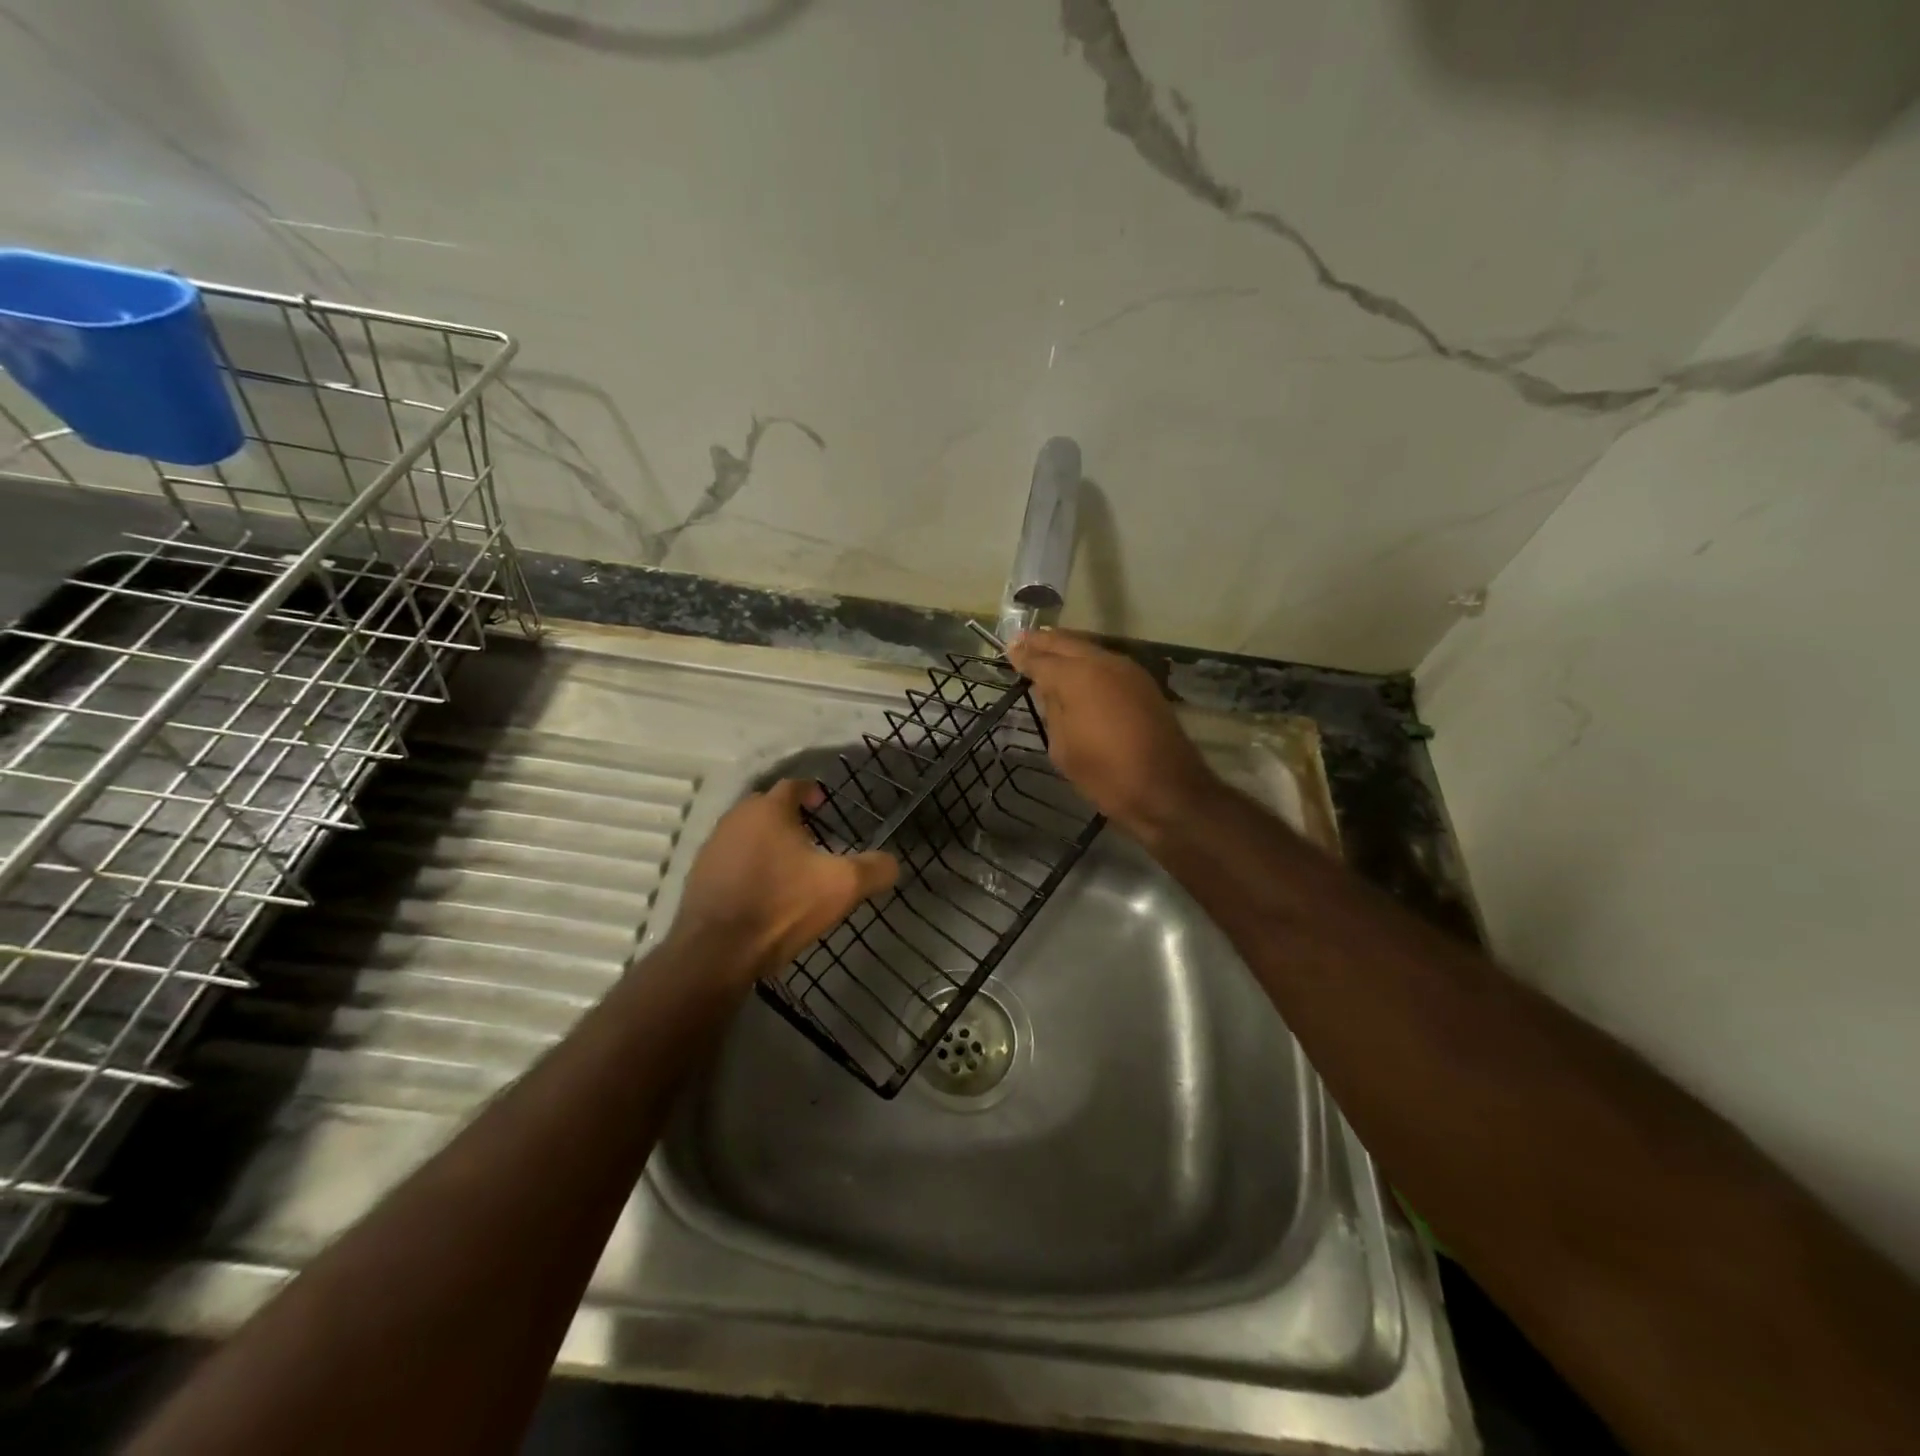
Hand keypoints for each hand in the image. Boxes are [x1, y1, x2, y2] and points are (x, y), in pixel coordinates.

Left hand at [669, 779, 897, 984]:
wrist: (717, 951)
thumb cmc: (782, 906)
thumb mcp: (842, 887)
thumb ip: (874, 869)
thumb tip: (892, 863)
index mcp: (769, 810)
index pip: (792, 785)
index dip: (811, 791)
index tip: (824, 804)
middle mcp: (736, 818)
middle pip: (766, 807)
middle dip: (788, 816)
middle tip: (810, 836)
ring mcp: (712, 847)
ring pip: (745, 833)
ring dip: (766, 841)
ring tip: (787, 865)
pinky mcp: (698, 876)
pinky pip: (730, 859)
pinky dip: (747, 865)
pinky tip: (761, 890)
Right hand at [1008, 629, 1219, 838]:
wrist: (1166, 789)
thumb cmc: (1106, 774)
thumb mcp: (1063, 747)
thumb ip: (1053, 710)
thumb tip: (1051, 690)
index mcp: (1077, 677)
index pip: (1041, 659)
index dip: (1022, 655)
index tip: (1008, 650)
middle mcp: (1102, 662)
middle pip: (1066, 643)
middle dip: (1042, 642)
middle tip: (1021, 641)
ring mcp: (1127, 670)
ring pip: (1089, 648)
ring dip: (1066, 648)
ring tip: (1046, 651)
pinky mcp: (1143, 683)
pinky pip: (1106, 662)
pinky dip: (1087, 660)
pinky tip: (1077, 670)